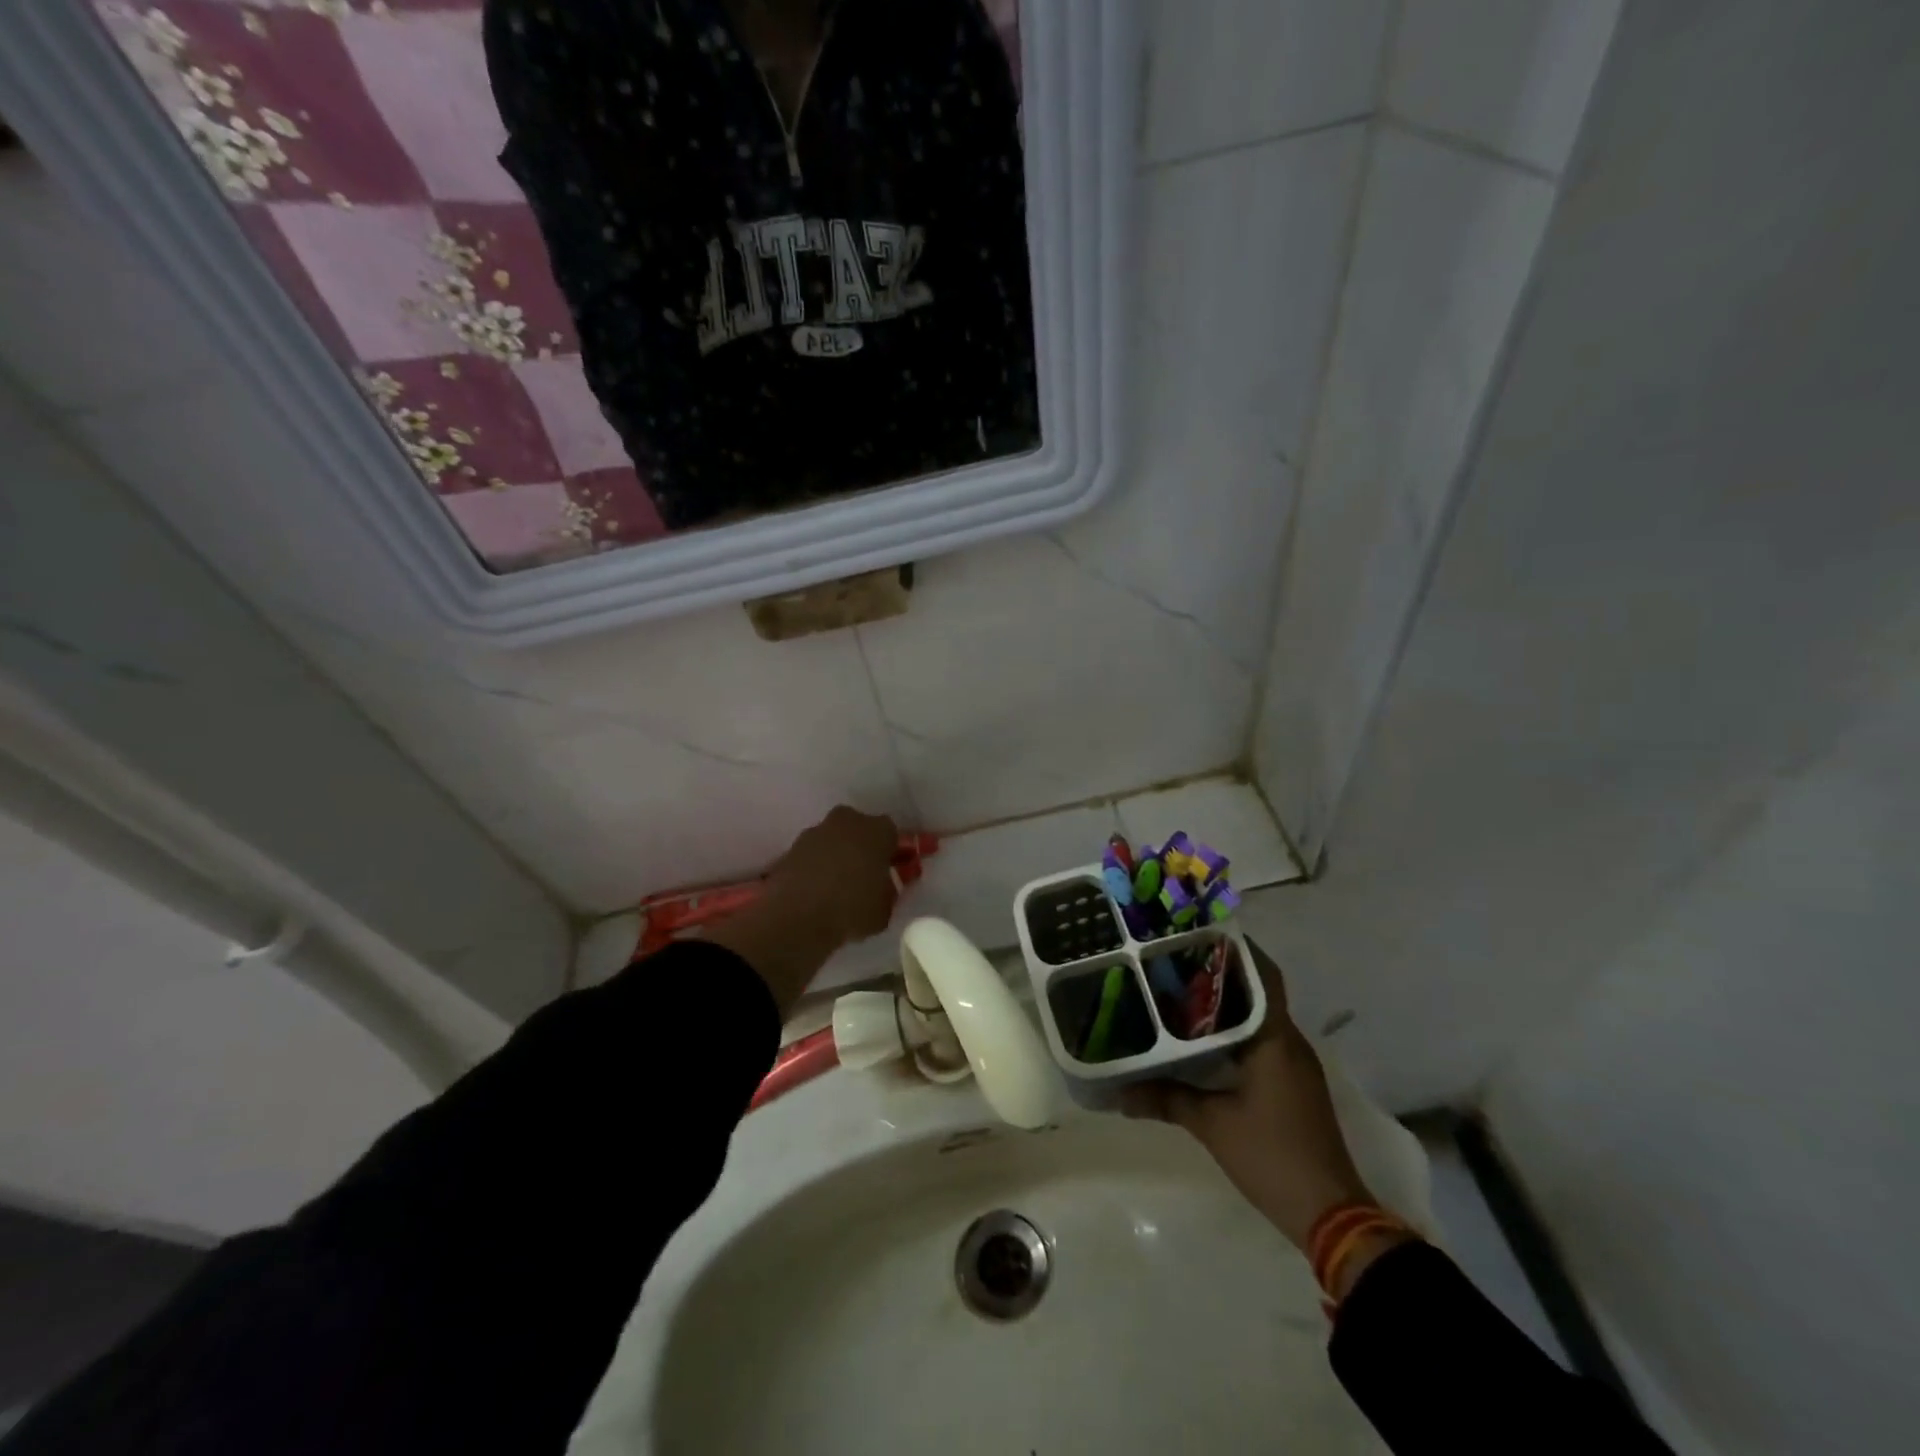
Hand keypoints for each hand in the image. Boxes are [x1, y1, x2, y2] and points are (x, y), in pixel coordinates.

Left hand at [706, 806, 899, 1014]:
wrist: (797, 918)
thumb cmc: (852, 909)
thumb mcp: (885, 909)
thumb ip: (887, 892)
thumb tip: (881, 889)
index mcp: (878, 830)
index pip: (891, 834)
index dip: (891, 852)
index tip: (889, 870)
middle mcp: (847, 821)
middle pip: (859, 829)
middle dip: (862, 847)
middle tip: (863, 874)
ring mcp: (815, 832)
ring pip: (833, 840)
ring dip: (836, 855)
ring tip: (836, 887)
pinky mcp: (791, 848)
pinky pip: (811, 855)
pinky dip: (814, 867)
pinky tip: (815, 892)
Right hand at [1122, 939, 1372, 1250]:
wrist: (1330, 1215)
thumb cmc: (1272, 1157)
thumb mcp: (1212, 1125)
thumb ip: (1166, 1100)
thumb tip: (1119, 1092)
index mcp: (1276, 1039)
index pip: (1262, 975)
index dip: (1235, 950)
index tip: (1198, 935)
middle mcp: (1290, 1042)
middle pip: (1258, 991)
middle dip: (1221, 974)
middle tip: (1175, 962)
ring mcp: (1296, 1065)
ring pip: (1260, 1017)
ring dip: (1228, 1004)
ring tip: (1181, 993)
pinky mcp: (1294, 1085)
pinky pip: (1263, 1041)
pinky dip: (1236, 1032)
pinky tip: (1204, 1041)